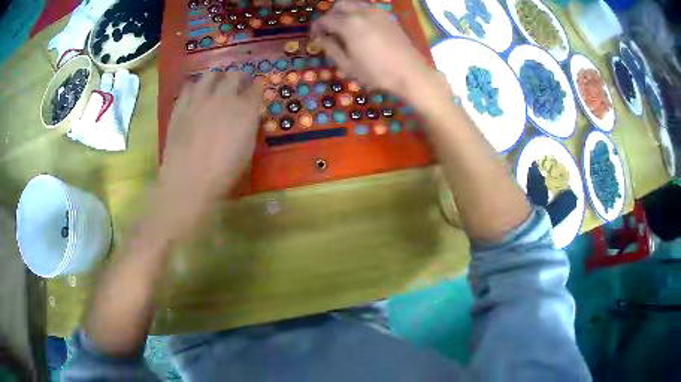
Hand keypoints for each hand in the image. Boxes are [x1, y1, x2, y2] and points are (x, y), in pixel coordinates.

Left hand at [157, 72, 263, 228]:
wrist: (189, 180)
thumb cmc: (224, 173)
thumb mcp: (247, 151)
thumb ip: (249, 127)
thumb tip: (248, 116)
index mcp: (245, 109)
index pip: (256, 87)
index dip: (257, 86)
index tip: (256, 89)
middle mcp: (224, 97)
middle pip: (235, 75)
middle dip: (239, 77)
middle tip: (238, 84)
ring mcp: (200, 99)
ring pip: (210, 75)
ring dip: (217, 77)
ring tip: (216, 84)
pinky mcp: (181, 106)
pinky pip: (188, 87)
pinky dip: (195, 87)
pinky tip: (195, 94)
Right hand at [311, 0, 441, 102]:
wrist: (410, 73)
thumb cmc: (376, 73)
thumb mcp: (348, 65)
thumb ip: (331, 48)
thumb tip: (320, 38)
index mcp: (349, 24)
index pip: (325, 20)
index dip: (317, 27)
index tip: (315, 36)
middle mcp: (362, 13)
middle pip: (340, 5)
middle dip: (331, 15)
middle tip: (329, 29)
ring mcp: (378, 13)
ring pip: (355, 4)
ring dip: (346, 12)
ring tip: (345, 28)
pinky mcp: (389, 17)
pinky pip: (369, 9)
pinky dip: (360, 13)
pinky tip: (362, 28)